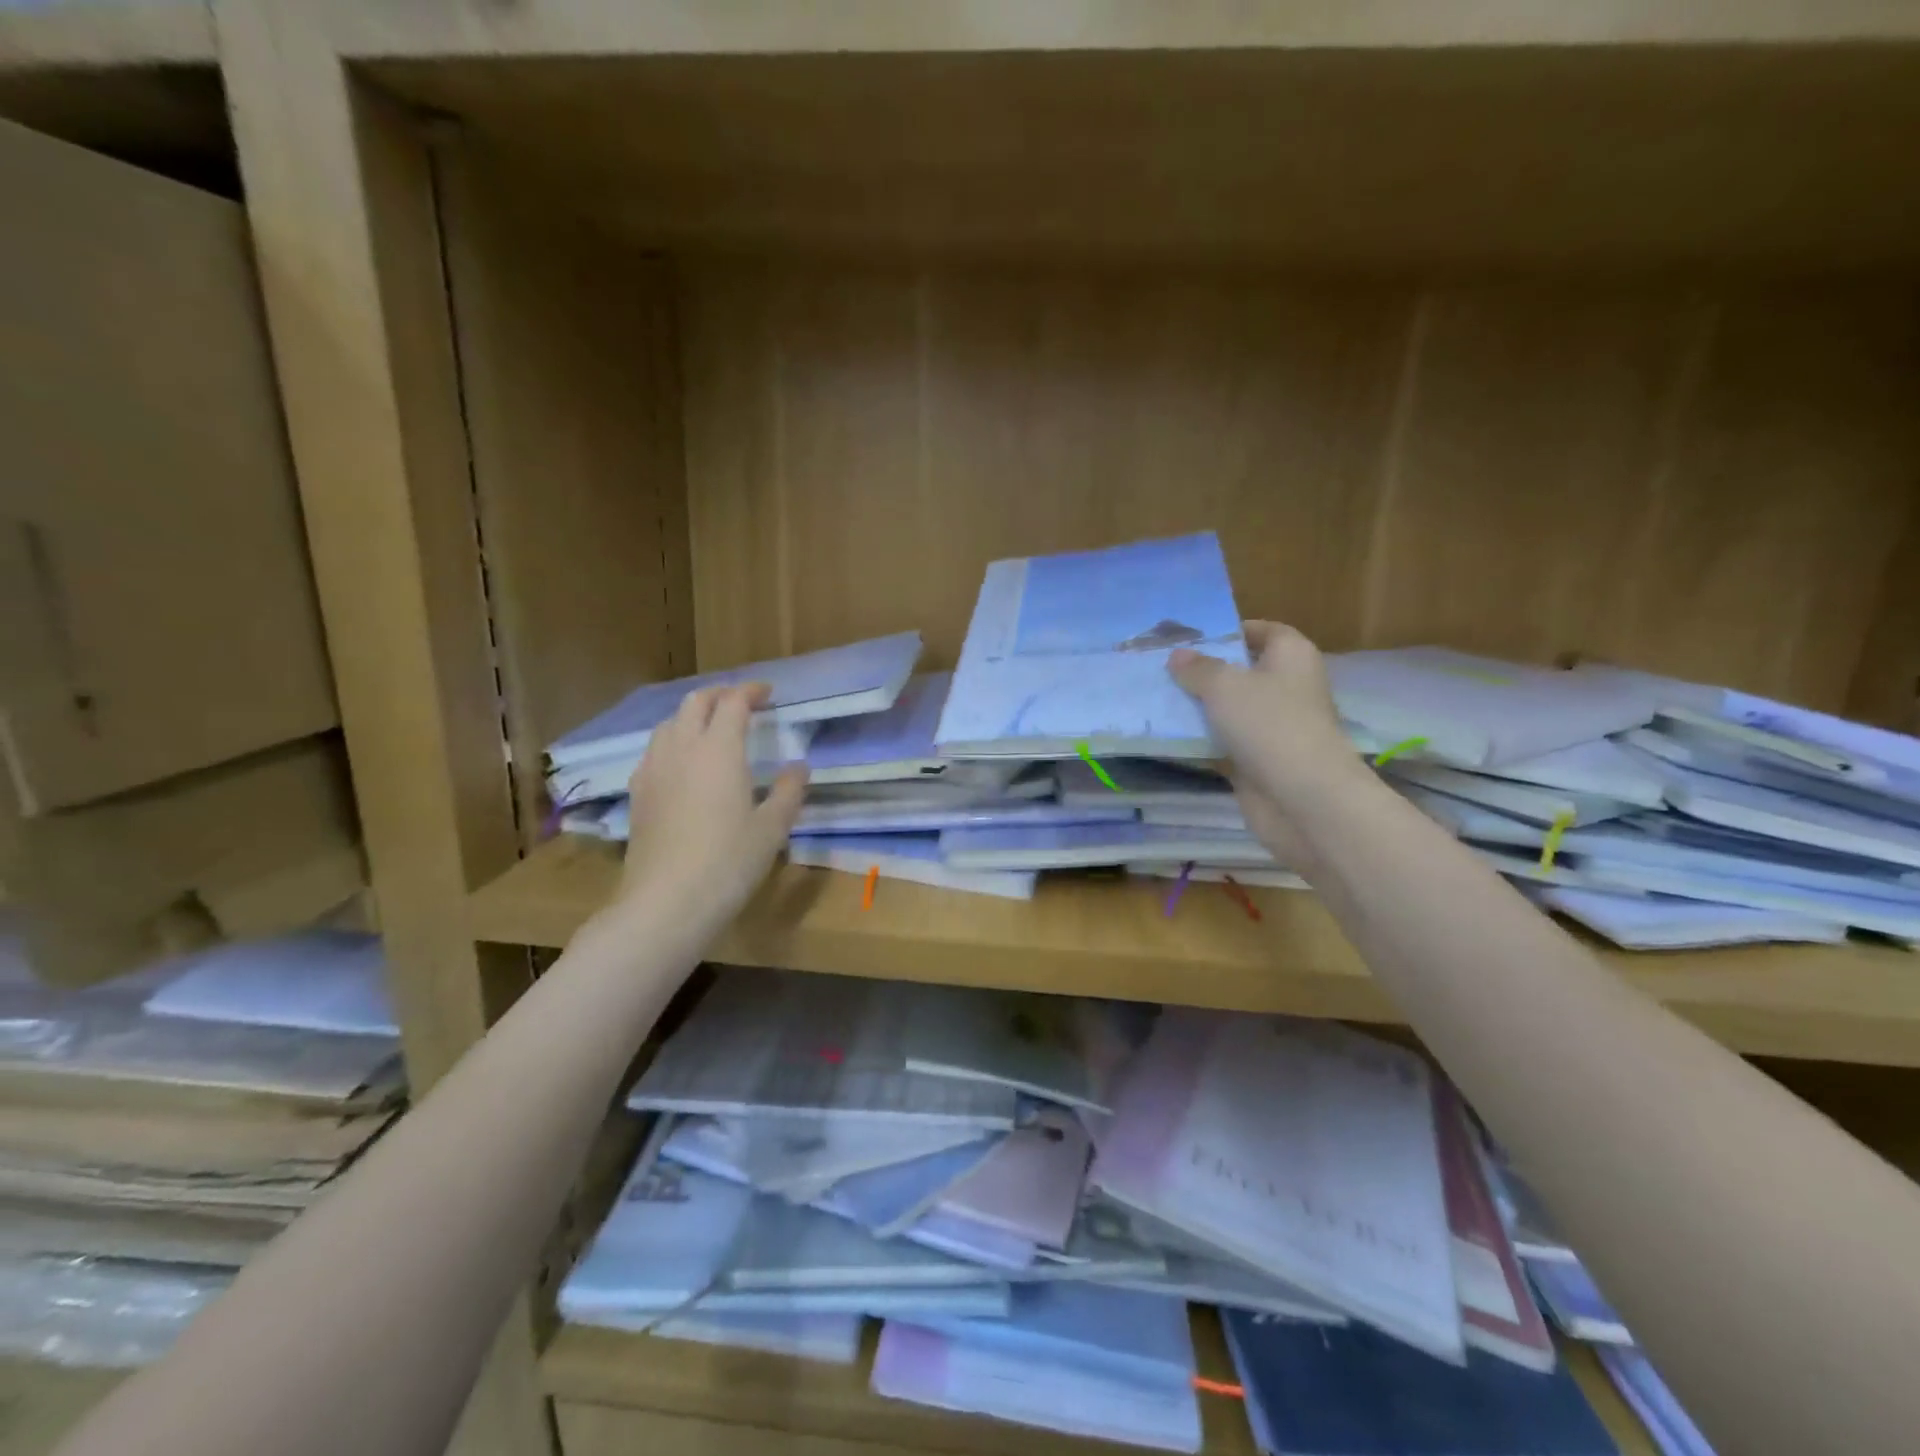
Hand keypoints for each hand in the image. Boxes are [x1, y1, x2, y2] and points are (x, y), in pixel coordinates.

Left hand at [617, 684, 807, 929]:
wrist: (666, 902)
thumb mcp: (772, 828)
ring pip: (670, 723)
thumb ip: (788, 791)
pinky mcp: (638, 793)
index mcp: (719, 749)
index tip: (768, 693)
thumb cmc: (728, 862)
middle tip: (742, 702)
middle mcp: (682, 748)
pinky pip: (655, 750)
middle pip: (695, 702)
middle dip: (720, 694)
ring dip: (693, 715)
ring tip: (712, 728)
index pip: (733, 702)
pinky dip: (674, 741)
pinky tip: (683, 764)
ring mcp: (653, 769)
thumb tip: (798, 767)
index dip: (751, 691)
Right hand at [1168, 622, 1366, 867]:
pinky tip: (1165, 737)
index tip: (1191, 637)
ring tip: (1155, 699)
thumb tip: (1178, 655)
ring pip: (1229, 711)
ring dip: (1197, 709)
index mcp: (1291, 657)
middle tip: (1161, 668)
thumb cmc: (1269, 725)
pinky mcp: (1258, 762)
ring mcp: (1273, 728)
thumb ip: (1197, 668)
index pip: (1263, 631)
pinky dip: (1200, 742)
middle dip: (1204, 671)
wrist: (1302, 799)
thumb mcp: (1224, 686)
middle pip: (1241, 672)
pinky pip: (1223, 744)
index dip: (1231, 631)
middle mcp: (1287, 688)